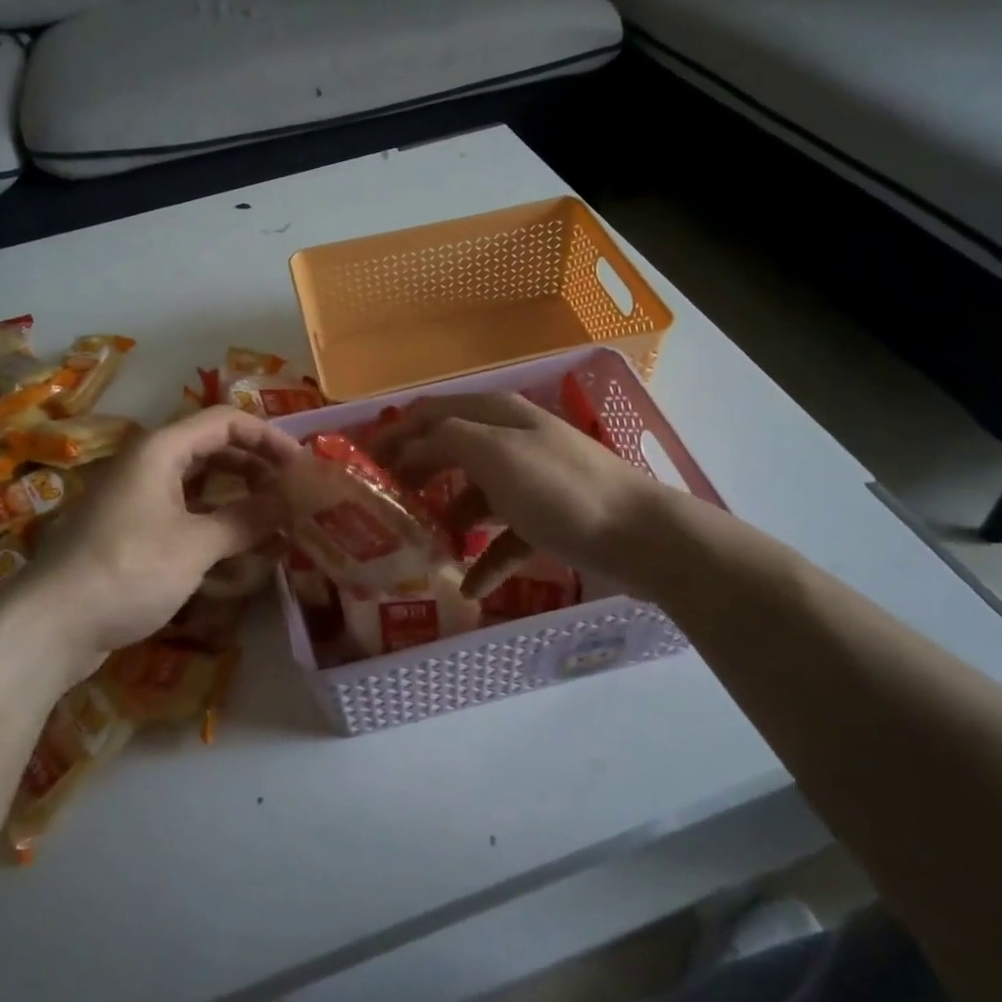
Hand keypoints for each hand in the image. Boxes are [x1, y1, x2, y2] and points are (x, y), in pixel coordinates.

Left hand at [23, 406, 300, 679]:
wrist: (48, 626)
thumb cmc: (127, 571)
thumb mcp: (196, 544)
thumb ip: (249, 518)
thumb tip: (296, 500)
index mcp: (161, 450)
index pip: (226, 421)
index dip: (269, 438)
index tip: (302, 467)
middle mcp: (149, 465)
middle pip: (215, 450)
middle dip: (257, 469)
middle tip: (294, 496)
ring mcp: (138, 499)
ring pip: (201, 485)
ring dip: (239, 499)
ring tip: (277, 523)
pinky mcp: (133, 532)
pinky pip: (185, 514)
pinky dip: (215, 525)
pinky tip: (240, 551)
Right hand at [371, 392, 664, 591]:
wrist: (640, 536)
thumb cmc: (560, 490)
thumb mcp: (495, 455)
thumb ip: (446, 440)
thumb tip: (412, 446)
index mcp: (496, 416)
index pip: (431, 412)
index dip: (394, 431)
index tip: (362, 461)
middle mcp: (510, 441)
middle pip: (449, 452)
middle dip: (415, 476)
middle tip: (385, 507)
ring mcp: (530, 482)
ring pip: (474, 497)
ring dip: (447, 520)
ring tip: (422, 550)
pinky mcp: (546, 520)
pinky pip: (503, 538)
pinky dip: (485, 560)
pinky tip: (469, 588)